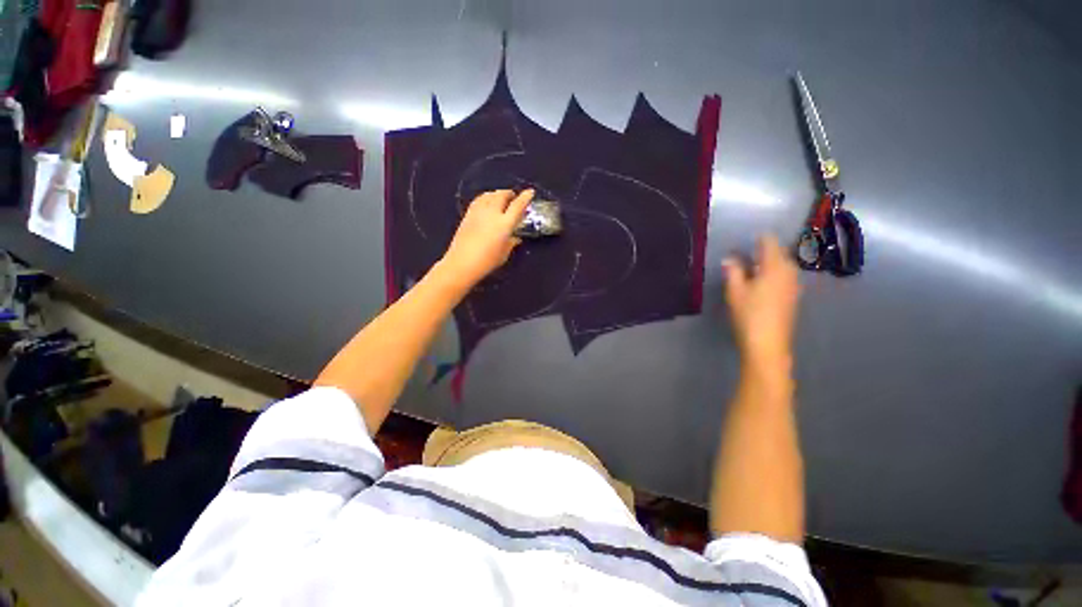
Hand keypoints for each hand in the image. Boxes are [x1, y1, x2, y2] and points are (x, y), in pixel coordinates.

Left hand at [437, 189, 533, 290]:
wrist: (462, 263)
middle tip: (513, 197)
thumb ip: (511, 243)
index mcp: (504, 224)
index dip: (525, 198)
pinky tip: (486, 203)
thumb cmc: (487, 261)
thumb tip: (516, 237)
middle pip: (502, 195)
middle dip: (509, 193)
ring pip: (489, 195)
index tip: (530, 192)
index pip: (517, 206)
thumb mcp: (504, 254)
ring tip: (500, 198)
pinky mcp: (468, 214)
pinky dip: (486, 198)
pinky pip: (479, 200)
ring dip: (497, 194)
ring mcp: (478, 212)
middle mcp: (492, 213)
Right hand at [723, 235, 800, 368]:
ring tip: (753, 266)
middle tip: (748, 251)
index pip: (770, 243)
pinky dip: (774, 273)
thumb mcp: (735, 291)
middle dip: (765, 250)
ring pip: (783, 266)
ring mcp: (793, 286)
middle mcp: (789, 273)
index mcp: (775, 267)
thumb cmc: (749, 315)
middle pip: (780, 254)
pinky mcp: (793, 298)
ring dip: (770, 262)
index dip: (761, 238)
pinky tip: (762, 282)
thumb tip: (730, 259)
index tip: (750, 236)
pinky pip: (785, 277)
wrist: (768, 344)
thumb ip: (733, 272)